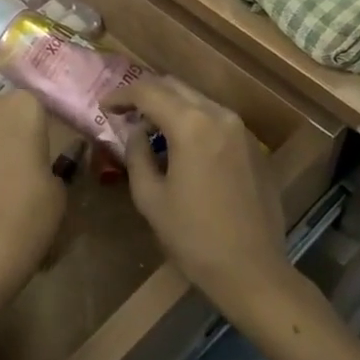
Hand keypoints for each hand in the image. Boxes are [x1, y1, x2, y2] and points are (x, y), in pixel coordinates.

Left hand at [0, 91, 65, 296]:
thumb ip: (46, 160)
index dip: (33, 128)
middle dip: (4, 127)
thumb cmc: (33, 207)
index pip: (32, 106)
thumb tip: (36, 163)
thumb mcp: (57, 183)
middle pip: (0, 109)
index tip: (35, 151)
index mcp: (26, 105)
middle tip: (12, 159)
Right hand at [103, 78, 285, 310]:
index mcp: (191, 125)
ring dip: (171, 106)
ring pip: (198, 100)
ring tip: (151, 129)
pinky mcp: (254, 148)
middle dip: (146, 94)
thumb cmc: (194, 238)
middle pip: (175, 87)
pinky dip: (194, 121)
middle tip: (125, 113)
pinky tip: (183, 147)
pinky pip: (217, 120)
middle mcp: (219, 116)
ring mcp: (241, 130)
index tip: (104, 107)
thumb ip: (137, 154)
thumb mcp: (150, 198)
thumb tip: (135, 131)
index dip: (122, 95)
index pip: (148, 91)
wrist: (254, 273)